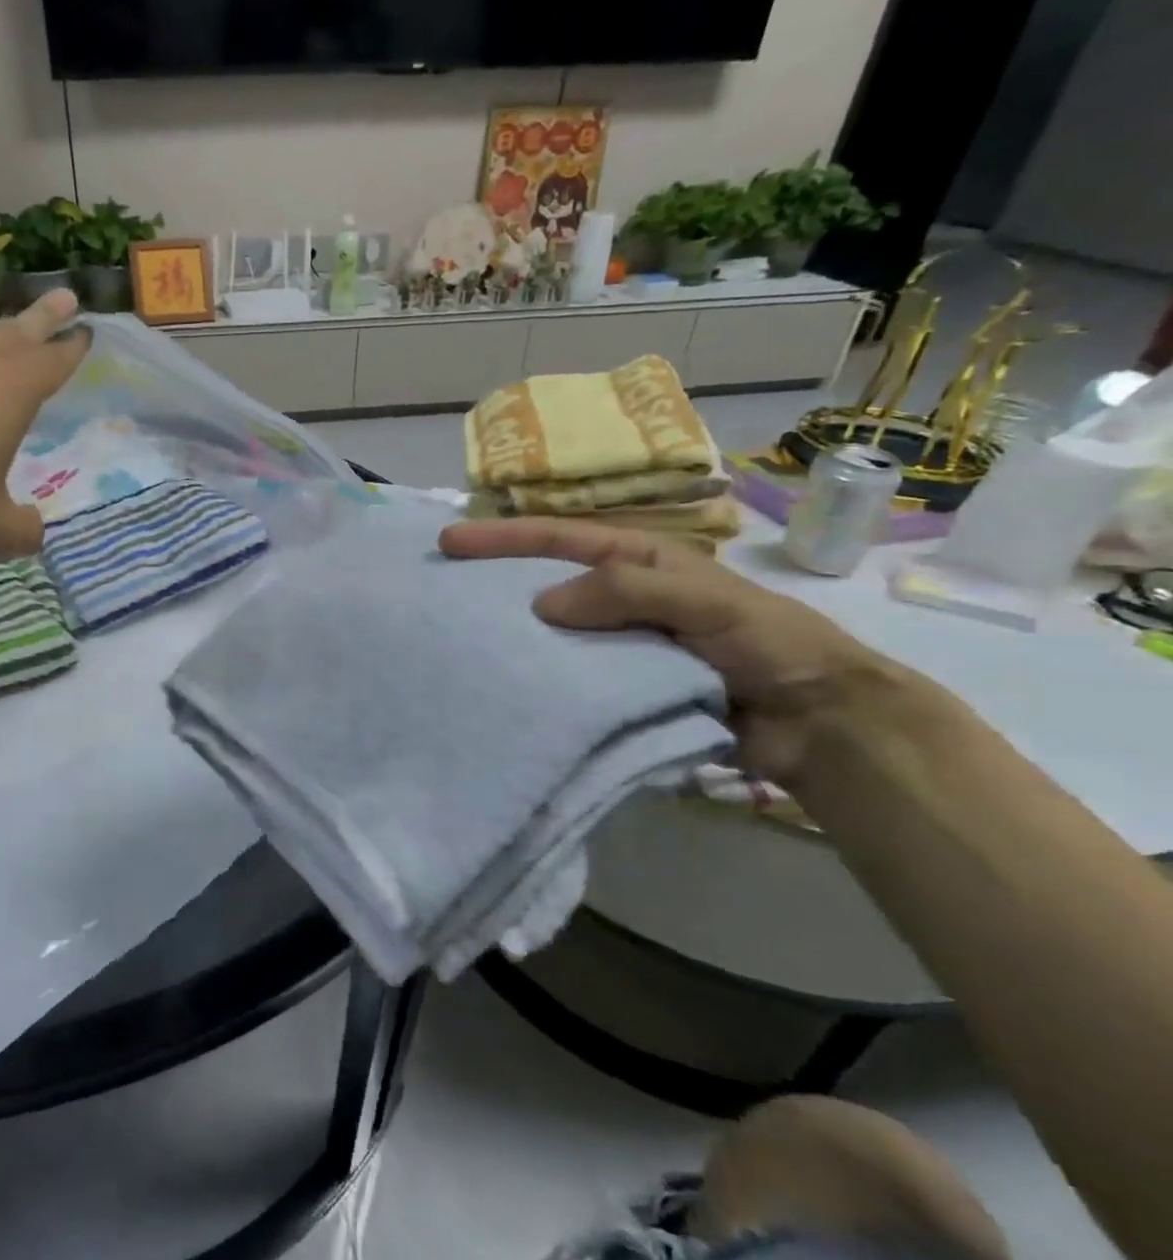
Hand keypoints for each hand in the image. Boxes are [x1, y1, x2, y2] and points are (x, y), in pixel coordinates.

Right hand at [439, 518, 908, 782]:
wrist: (820, 722)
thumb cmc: (769, 643)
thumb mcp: (704, 601)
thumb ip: (625, 592)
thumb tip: (539, 605)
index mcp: (639, 560)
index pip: (558, 539)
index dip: (503, 537)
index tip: (450, 541)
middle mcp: (620, 596)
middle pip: (543, 579)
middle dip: (493, 579)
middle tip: (439, 586)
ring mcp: (617, 644)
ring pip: (551, 630)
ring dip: (510, 631)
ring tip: (458, 638)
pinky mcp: (619, 688)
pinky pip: (568, 676)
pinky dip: (538, 676)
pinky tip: (505, 683)